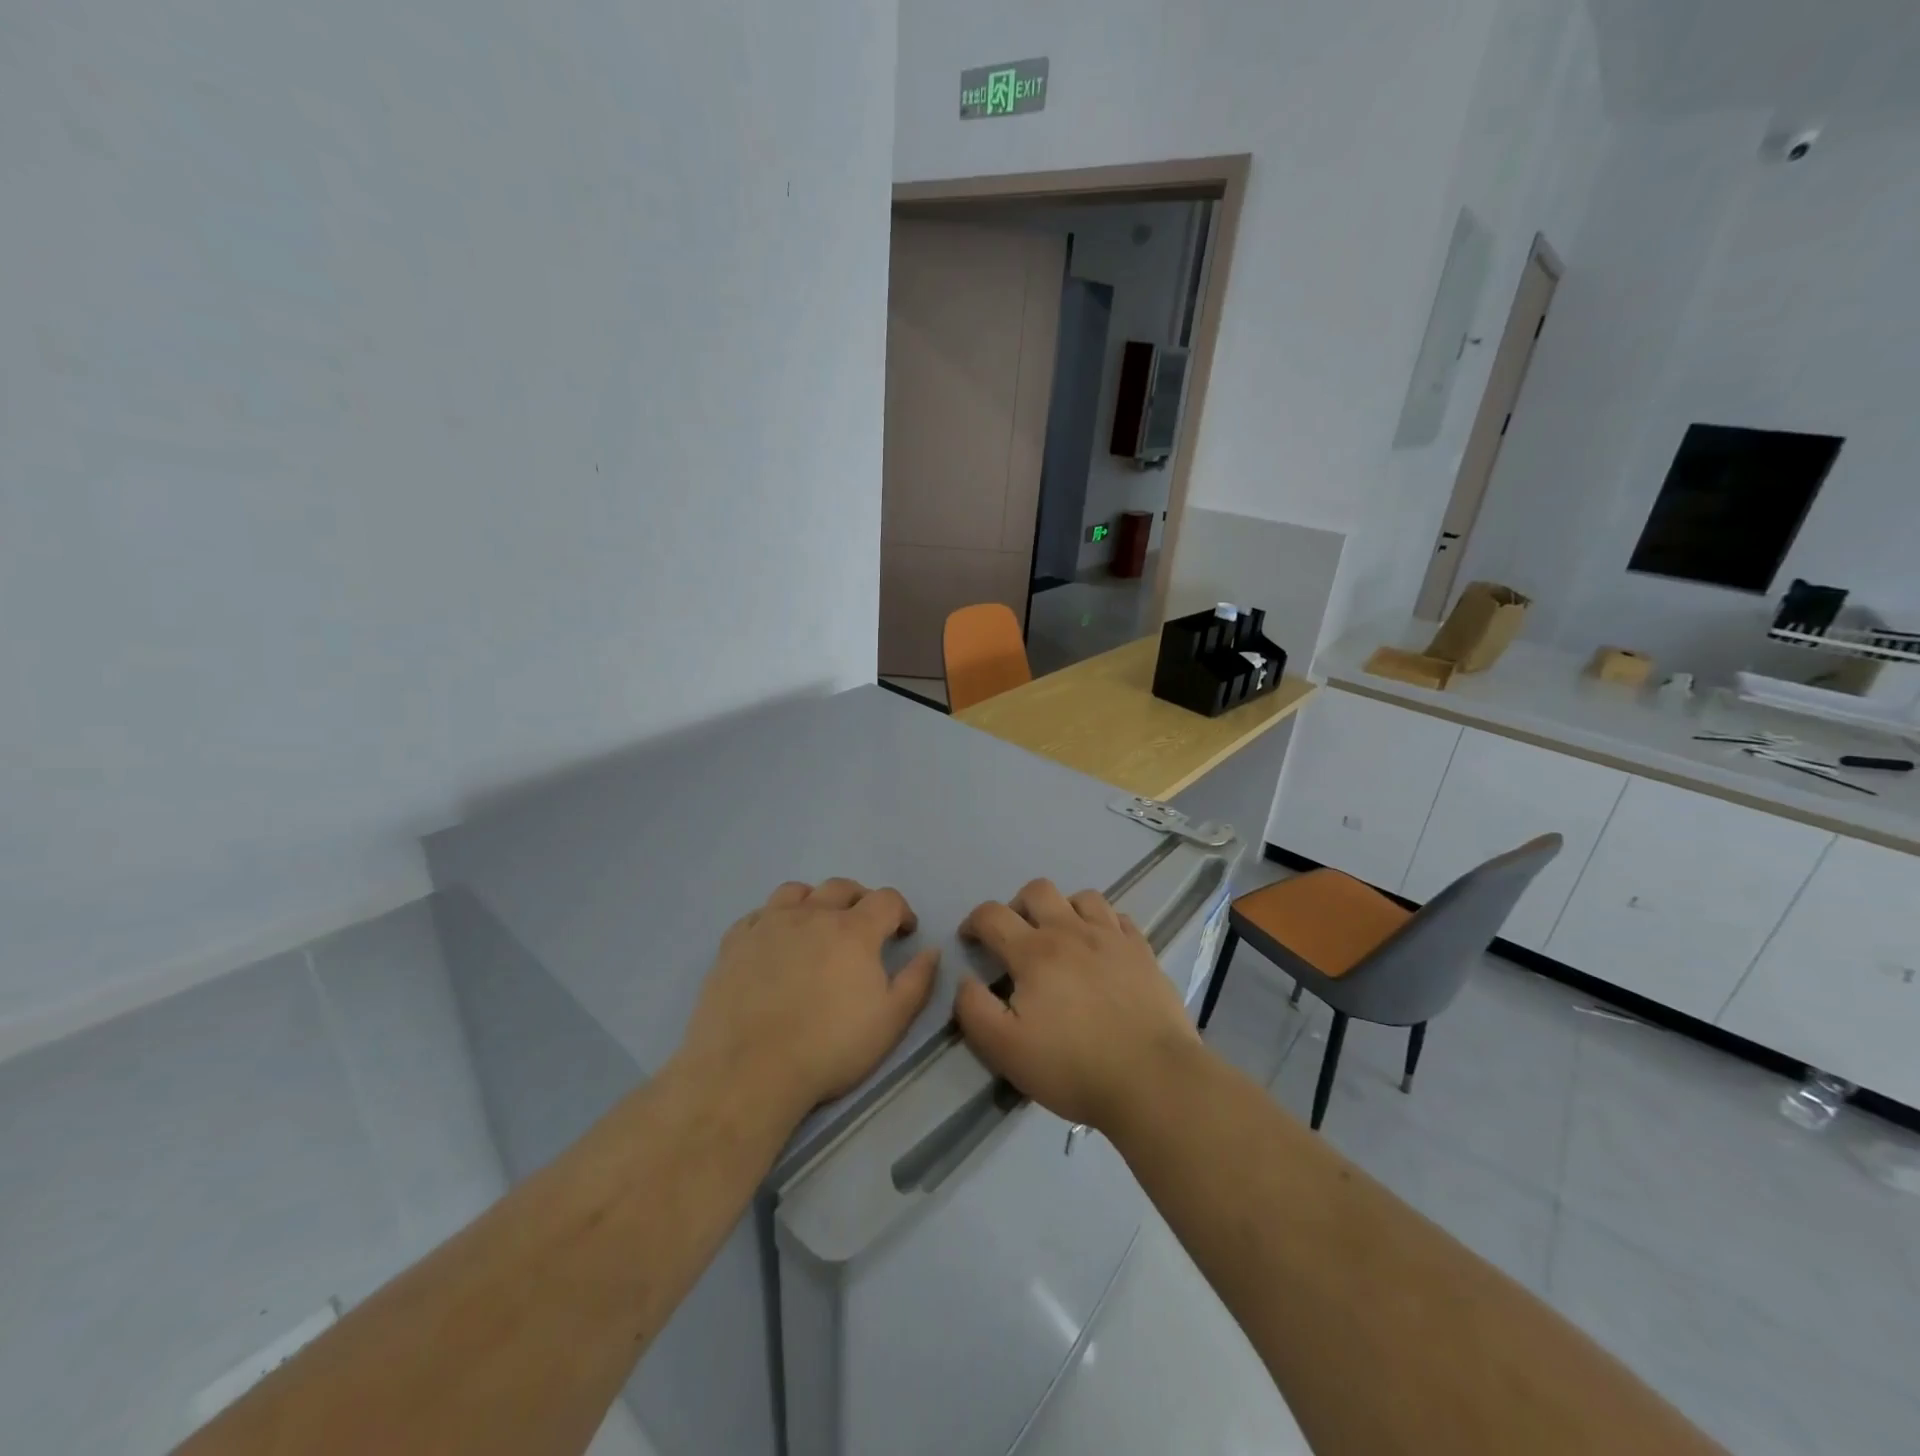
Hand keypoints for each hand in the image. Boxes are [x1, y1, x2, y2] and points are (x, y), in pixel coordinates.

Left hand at [678, 879, 938, 1121]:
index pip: (886, 899)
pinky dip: (774, 920)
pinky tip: (775, 944)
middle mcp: (812, 914)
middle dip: (861, 900)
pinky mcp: (734, 942)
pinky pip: (758, 914)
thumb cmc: (829, 1047)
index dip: (901, 912)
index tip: (904, 932)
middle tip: (864, 928)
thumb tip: (932, 950)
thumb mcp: (891, 1021)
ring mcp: (768, 924)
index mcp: (854, 929)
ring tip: (817, 926)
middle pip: (842, 887)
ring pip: (796, 891)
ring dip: (815, 901)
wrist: (748, 1071)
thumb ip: (918, 981)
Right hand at [953, 879, 1202, 1132]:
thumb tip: (965, 980)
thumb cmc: (1072, 1067)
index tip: (970, 940)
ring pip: (1082, 897)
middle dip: (1017, 906)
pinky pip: (1119, 918)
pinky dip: (1103, 924)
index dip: (973, 922)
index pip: (992, 915)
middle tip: (1016, 937)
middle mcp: (1070, 931)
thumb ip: (974, 1009)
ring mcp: (1111, 937)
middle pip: (1037, 891)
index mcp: (1033, 952)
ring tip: (1061, 938)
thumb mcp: (1004, 1049)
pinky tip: (1101, 948)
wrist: (1152, 1079)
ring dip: (1063, 909)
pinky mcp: (1143, 951)